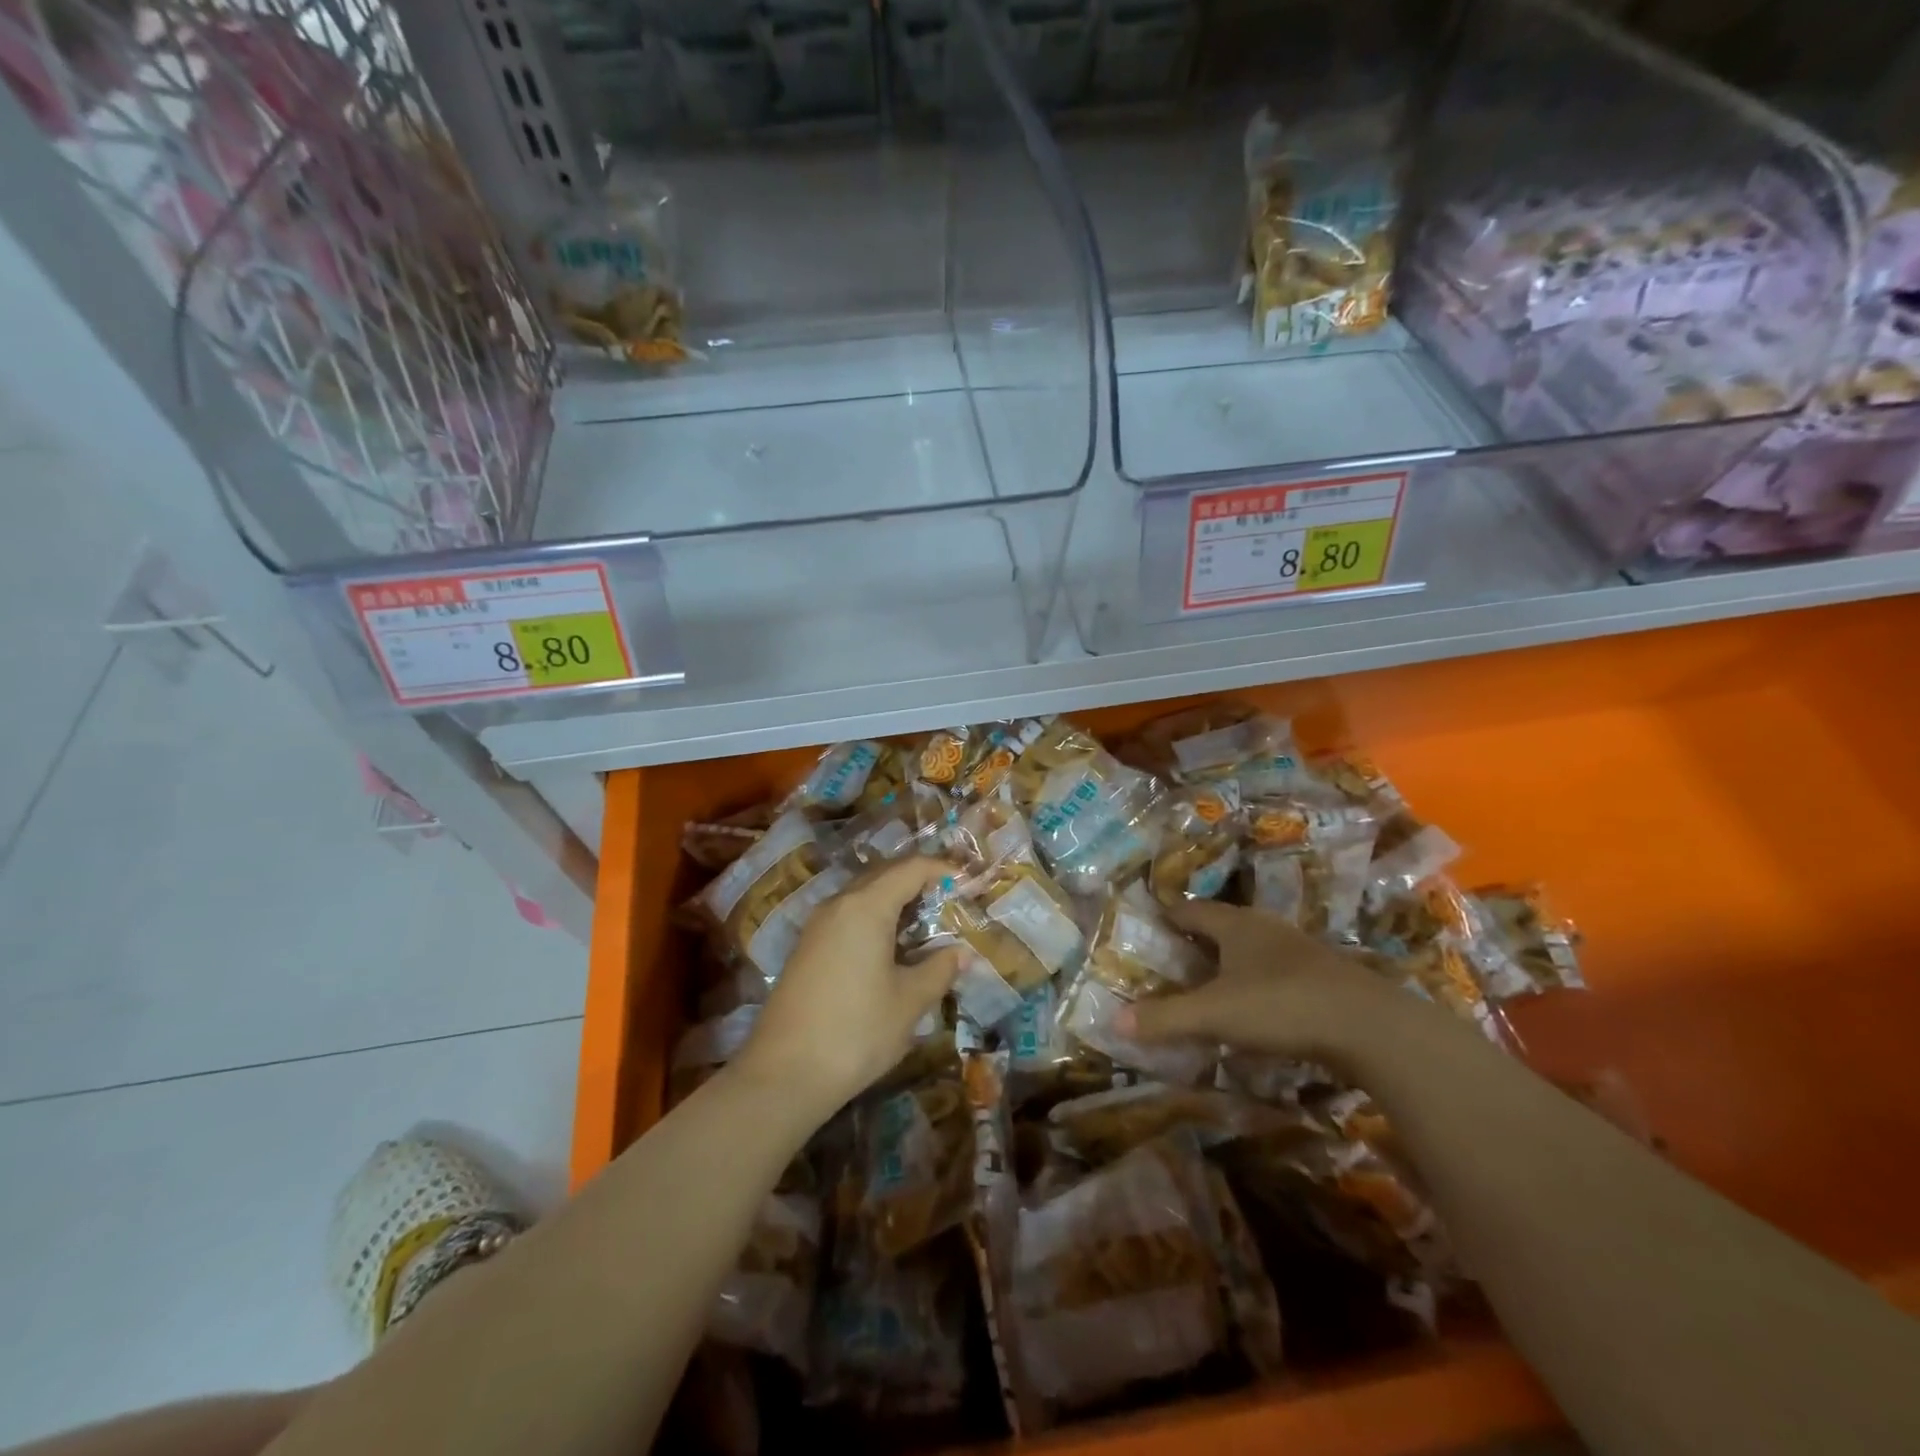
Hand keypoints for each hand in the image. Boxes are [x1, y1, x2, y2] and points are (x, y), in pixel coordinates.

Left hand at [733, 857, 961, 1121]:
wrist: (783, 1074)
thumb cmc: (856, 1031)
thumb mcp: (909, 1002)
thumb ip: (939, 970)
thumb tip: (961, 953)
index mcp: (866, 907)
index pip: (911, 869)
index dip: (942, 869)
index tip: (969, 881)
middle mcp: (838, 904)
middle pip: (884, 875)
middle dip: (919, 880)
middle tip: (952, 899)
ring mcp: (817, 926)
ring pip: (863, 895)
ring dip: (895, 900)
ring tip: (926, 921)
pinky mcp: (807, 948)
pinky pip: (848, 916)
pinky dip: (874, 918)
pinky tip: (890, 946)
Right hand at [1119, 899, 1402, 1062]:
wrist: (1371, 1027)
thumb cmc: (1281, 1006)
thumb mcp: (1214, 1015)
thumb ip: (1165, 1018)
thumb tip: (1114, 1020)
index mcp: (1235, 925)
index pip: (1191, 910)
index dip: (1168, 916)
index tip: (1149, 926)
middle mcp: (1266, 928)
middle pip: (1223, 925)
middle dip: (1198, 938)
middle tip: (1174, 959)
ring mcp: (1300, 951)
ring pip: (1254, 947)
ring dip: (1232, 961)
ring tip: (1211, 983)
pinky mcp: (1325, 977)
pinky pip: (1279, 970)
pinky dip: (1260, 982)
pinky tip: (1259, 1006)